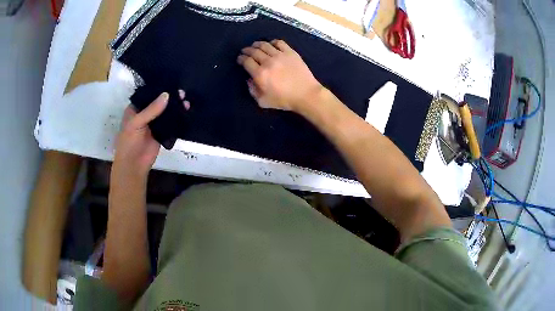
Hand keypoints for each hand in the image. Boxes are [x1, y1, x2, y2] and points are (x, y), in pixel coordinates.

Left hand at [113, 91, 190, 178]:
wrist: (134, 164)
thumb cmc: (129, 141)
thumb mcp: (137, 123)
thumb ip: (151, 109)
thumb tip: (167, 95)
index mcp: (135, 108)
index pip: (148, 94)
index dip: (158, 88)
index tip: (171, 82)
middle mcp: (145, 114)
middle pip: (158, 102)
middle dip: (170, 98)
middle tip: (182, 92)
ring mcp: (154, 123)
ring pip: (166, 112)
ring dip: (175, 107)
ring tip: (186, 102)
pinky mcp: (162, 132)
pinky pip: (170, 123)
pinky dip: (177, 118)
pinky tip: (185, 112)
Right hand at [237, 40, 323, 112]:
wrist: (306, 94)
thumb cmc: (284, 100)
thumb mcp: (263, 101)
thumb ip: (252, 90)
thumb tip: (249, 79)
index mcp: (260, 74)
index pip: (246, 61)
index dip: (241, 58)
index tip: (240, 59)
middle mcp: (268, 62)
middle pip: (254, 51)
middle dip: (247, 50)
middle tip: (245, 51)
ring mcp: (280, 55)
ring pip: (265, 45)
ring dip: (257, 44)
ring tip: (255, 45)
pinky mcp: (290, 52)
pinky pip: (279, 43)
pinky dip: (272, 42)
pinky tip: (271, 45)